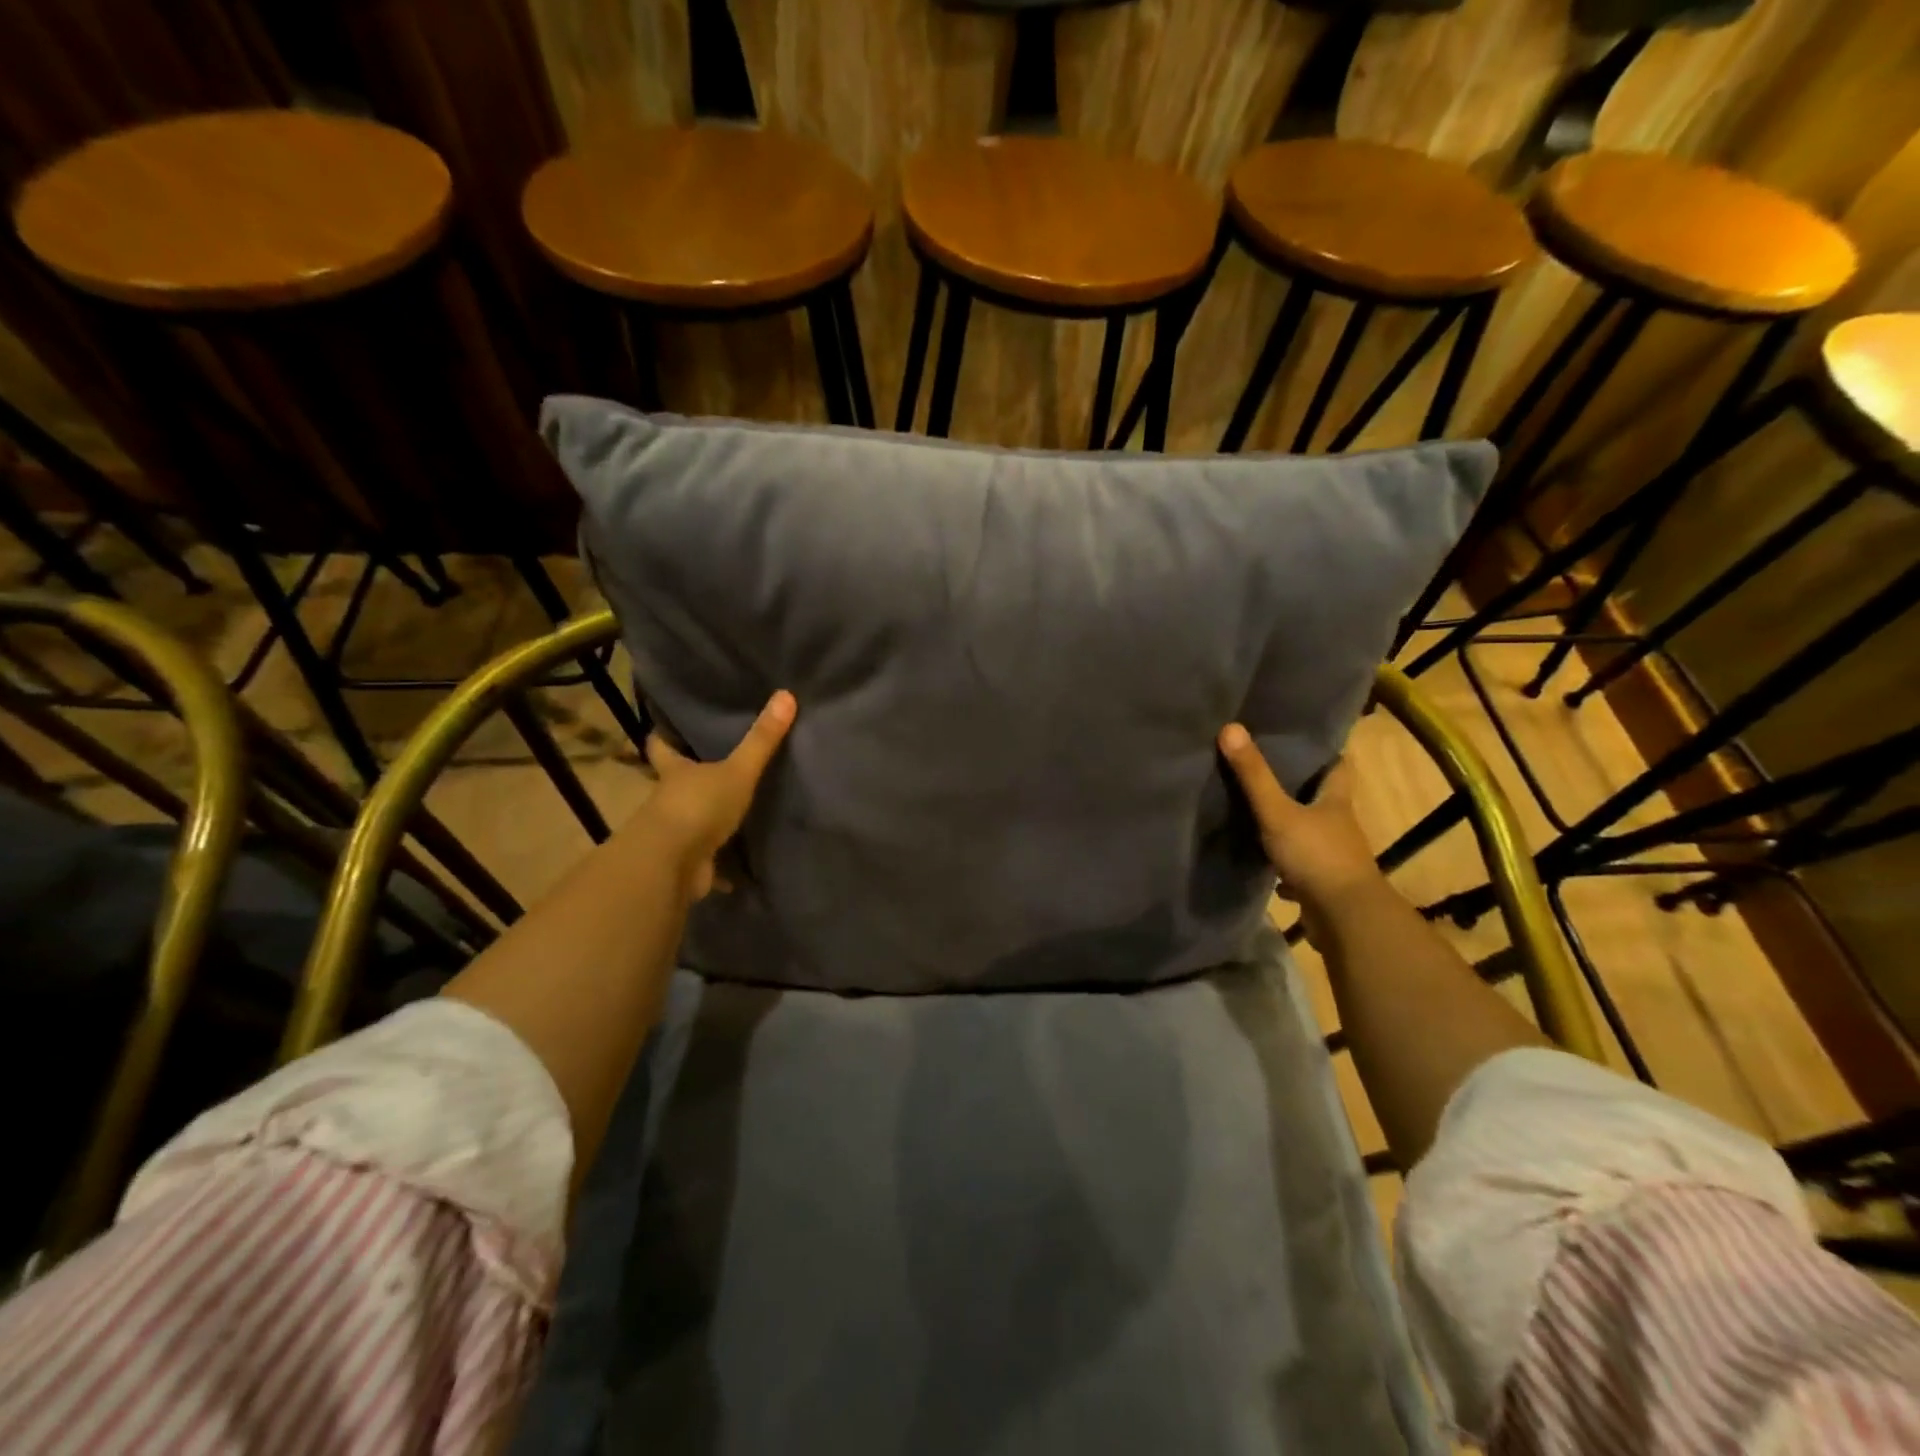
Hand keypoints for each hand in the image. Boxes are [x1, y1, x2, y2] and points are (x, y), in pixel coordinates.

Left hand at [642, 691, 796, 899]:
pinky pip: (706, 863)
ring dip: (705, 823)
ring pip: (690, 823)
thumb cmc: (698, 806)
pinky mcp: (686, 865)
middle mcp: (669, 800)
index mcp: (676, 772)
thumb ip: (761, 740)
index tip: (666, 728)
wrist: (672, 864)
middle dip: (689, 781)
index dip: (664, 736)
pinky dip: (720, 867)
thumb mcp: (737, 771)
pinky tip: (739, 869)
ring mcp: (674, 835)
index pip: (662, 747)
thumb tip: (786, 694)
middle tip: (713, 769)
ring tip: (733, 816)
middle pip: (675, 785)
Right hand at [1217, 725, 1382, 931]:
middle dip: (1300, 787)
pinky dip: (1285, 866)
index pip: (1339, 766)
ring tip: (1258, 811)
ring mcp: (1333, 857)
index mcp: (1336, 801)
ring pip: (1311, 834)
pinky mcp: (1322, 884)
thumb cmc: (1317, 856)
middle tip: (1267, 769)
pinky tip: (1263, 863)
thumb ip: (1254, 775)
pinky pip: (1301, 869)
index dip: (1325, 751)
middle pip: (1323, 799)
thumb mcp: (1278, 812)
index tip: (1303, 739)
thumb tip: (1230, 727)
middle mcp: (1339, 826)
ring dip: (1291, 826)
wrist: (1344, 918)